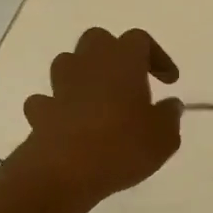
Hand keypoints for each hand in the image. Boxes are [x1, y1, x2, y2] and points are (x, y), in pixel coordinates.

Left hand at [20, 27, 183, 202]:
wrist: (63, 172)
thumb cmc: (122, 146)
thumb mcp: (163, 136)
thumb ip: (169, 116)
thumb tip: (171, 105)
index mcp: (123, 60)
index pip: (141, 40)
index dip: (157, 56)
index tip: (169, 81)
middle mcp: (90, 63)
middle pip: (98, 40)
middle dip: (113, 54)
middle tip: (129, 79)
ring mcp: (60, 86)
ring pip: (69, 63)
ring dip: (83, 74)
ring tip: (99, 98)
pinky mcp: (41, 111)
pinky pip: (48, 100)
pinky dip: (58, 107)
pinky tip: (69, 122)